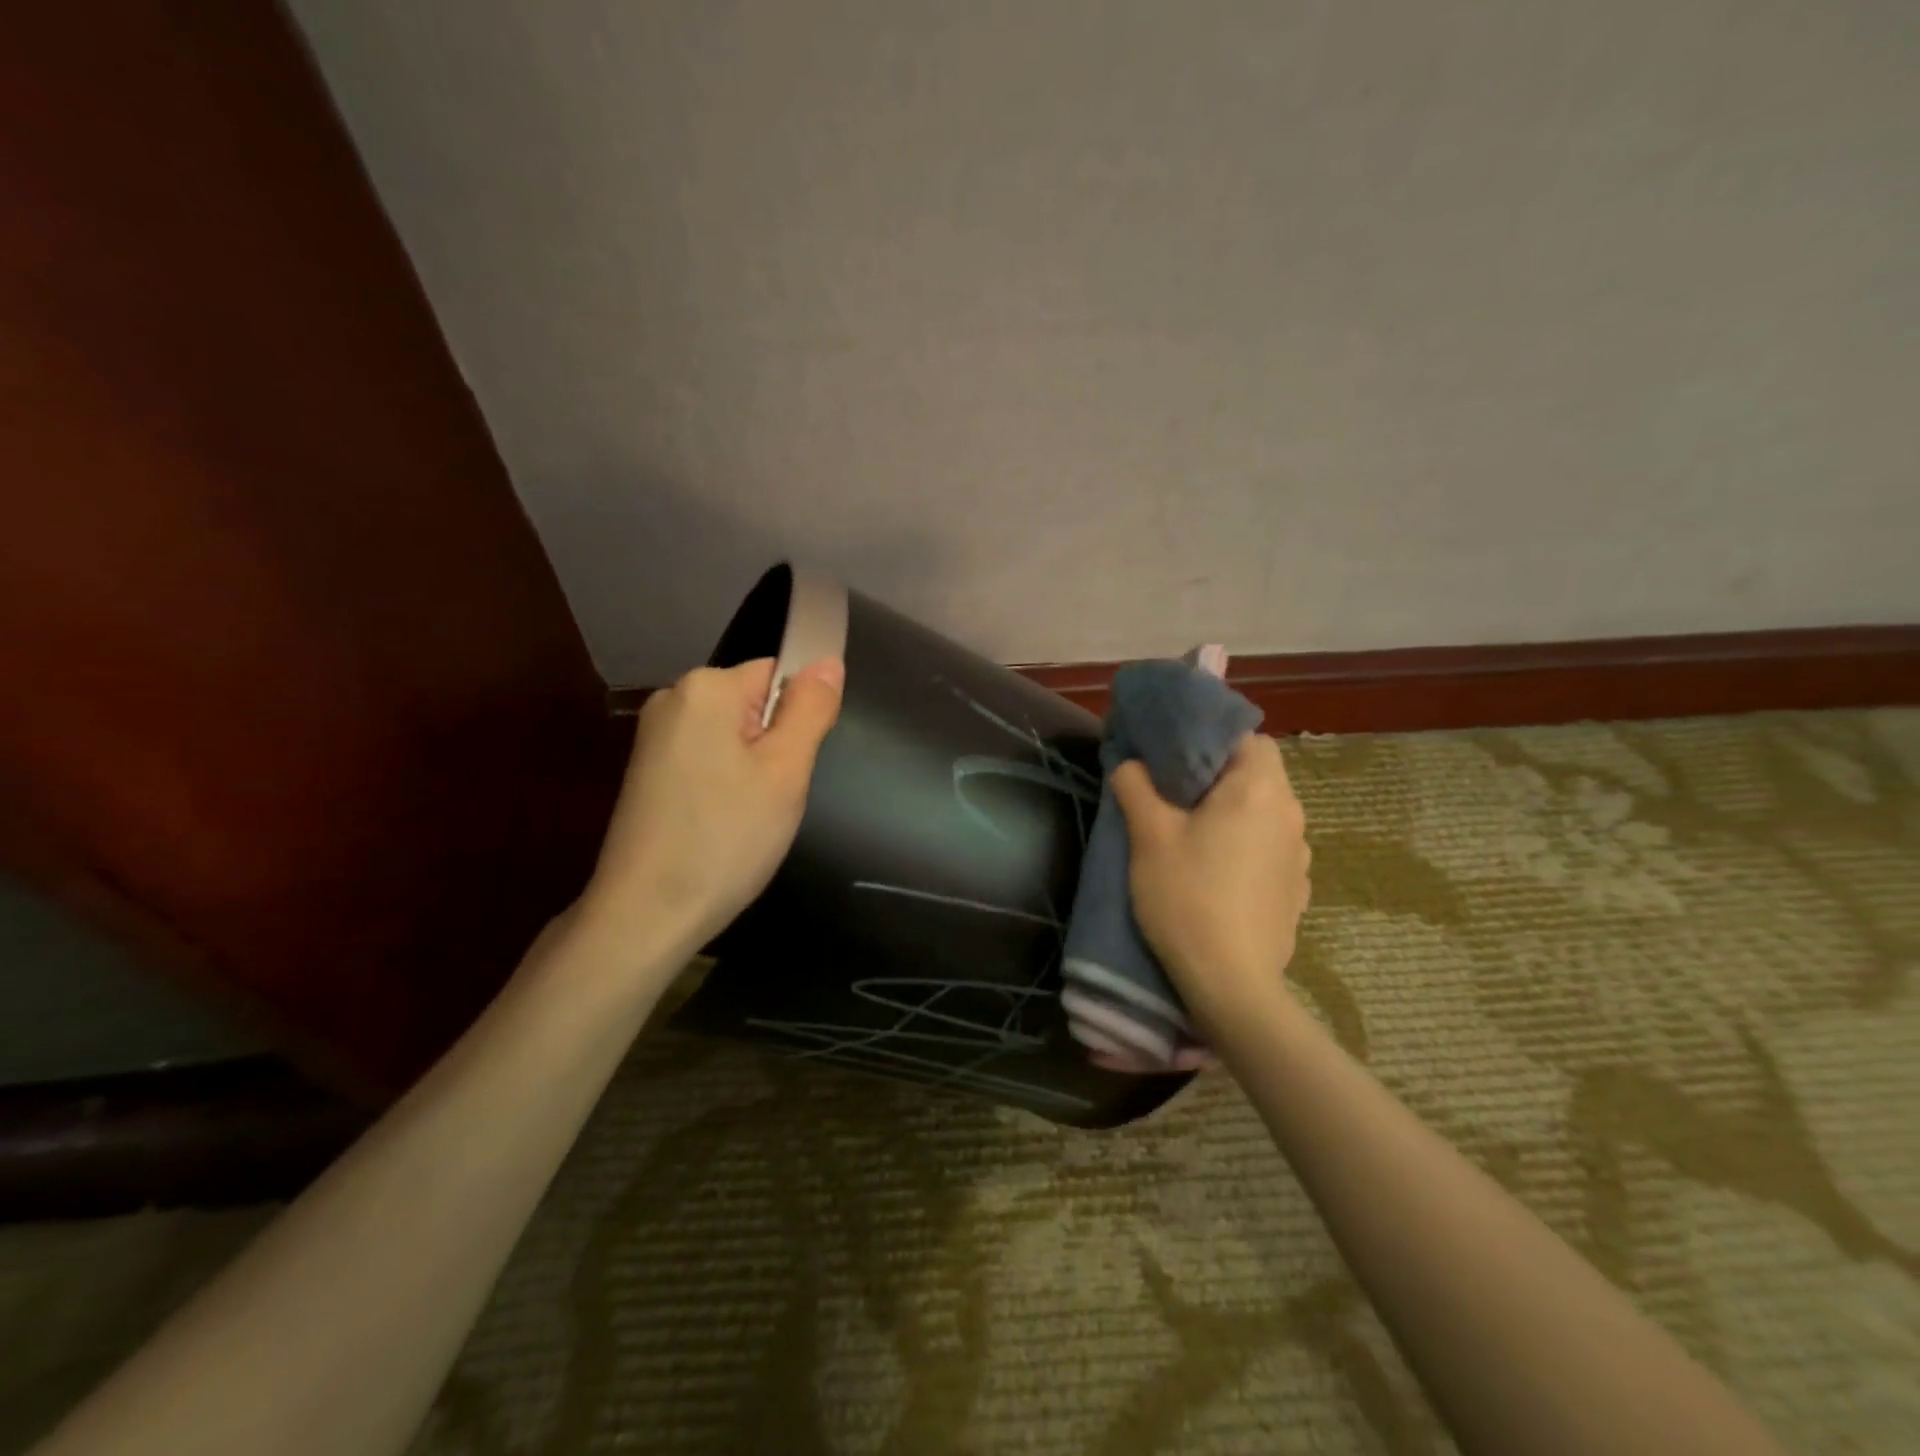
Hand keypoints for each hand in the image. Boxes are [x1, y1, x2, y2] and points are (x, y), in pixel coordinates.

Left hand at [578, 657, 843, 962]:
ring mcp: (654, 737)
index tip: (792, 767)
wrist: (645, 915)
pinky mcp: (647, 771)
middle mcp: (673, 699)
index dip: (798, 718)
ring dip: (752, 770)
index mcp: (706, 688)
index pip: (778, 673)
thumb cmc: (725, 839)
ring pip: (733, 736)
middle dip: (775, 745)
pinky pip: (707, 759)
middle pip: (754, 704)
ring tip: (748, 816)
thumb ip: (810, 709)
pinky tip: (721, 824)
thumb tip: (828, 660)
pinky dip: (724, 785)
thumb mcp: (785, 771)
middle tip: (773, 797)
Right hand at [1111, 734, 1310, 1029]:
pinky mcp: (1297, 889)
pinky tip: (1219, 873)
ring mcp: (1299, 855)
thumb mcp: (1148, 837)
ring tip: (1196, 835)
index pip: (1249, 738)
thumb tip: (1131, 764)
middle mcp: (1290, 814)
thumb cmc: (1187, 896)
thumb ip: (1136, 787)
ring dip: (1236, 813)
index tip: (1178, 757)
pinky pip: (1271, 849)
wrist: (1231, 982)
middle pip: (1259, 774)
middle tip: (1176, 794)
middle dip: (1220, 777)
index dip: (1213, 740)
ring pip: (1266, 813)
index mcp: (1258, 789)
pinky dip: (1248, 847)